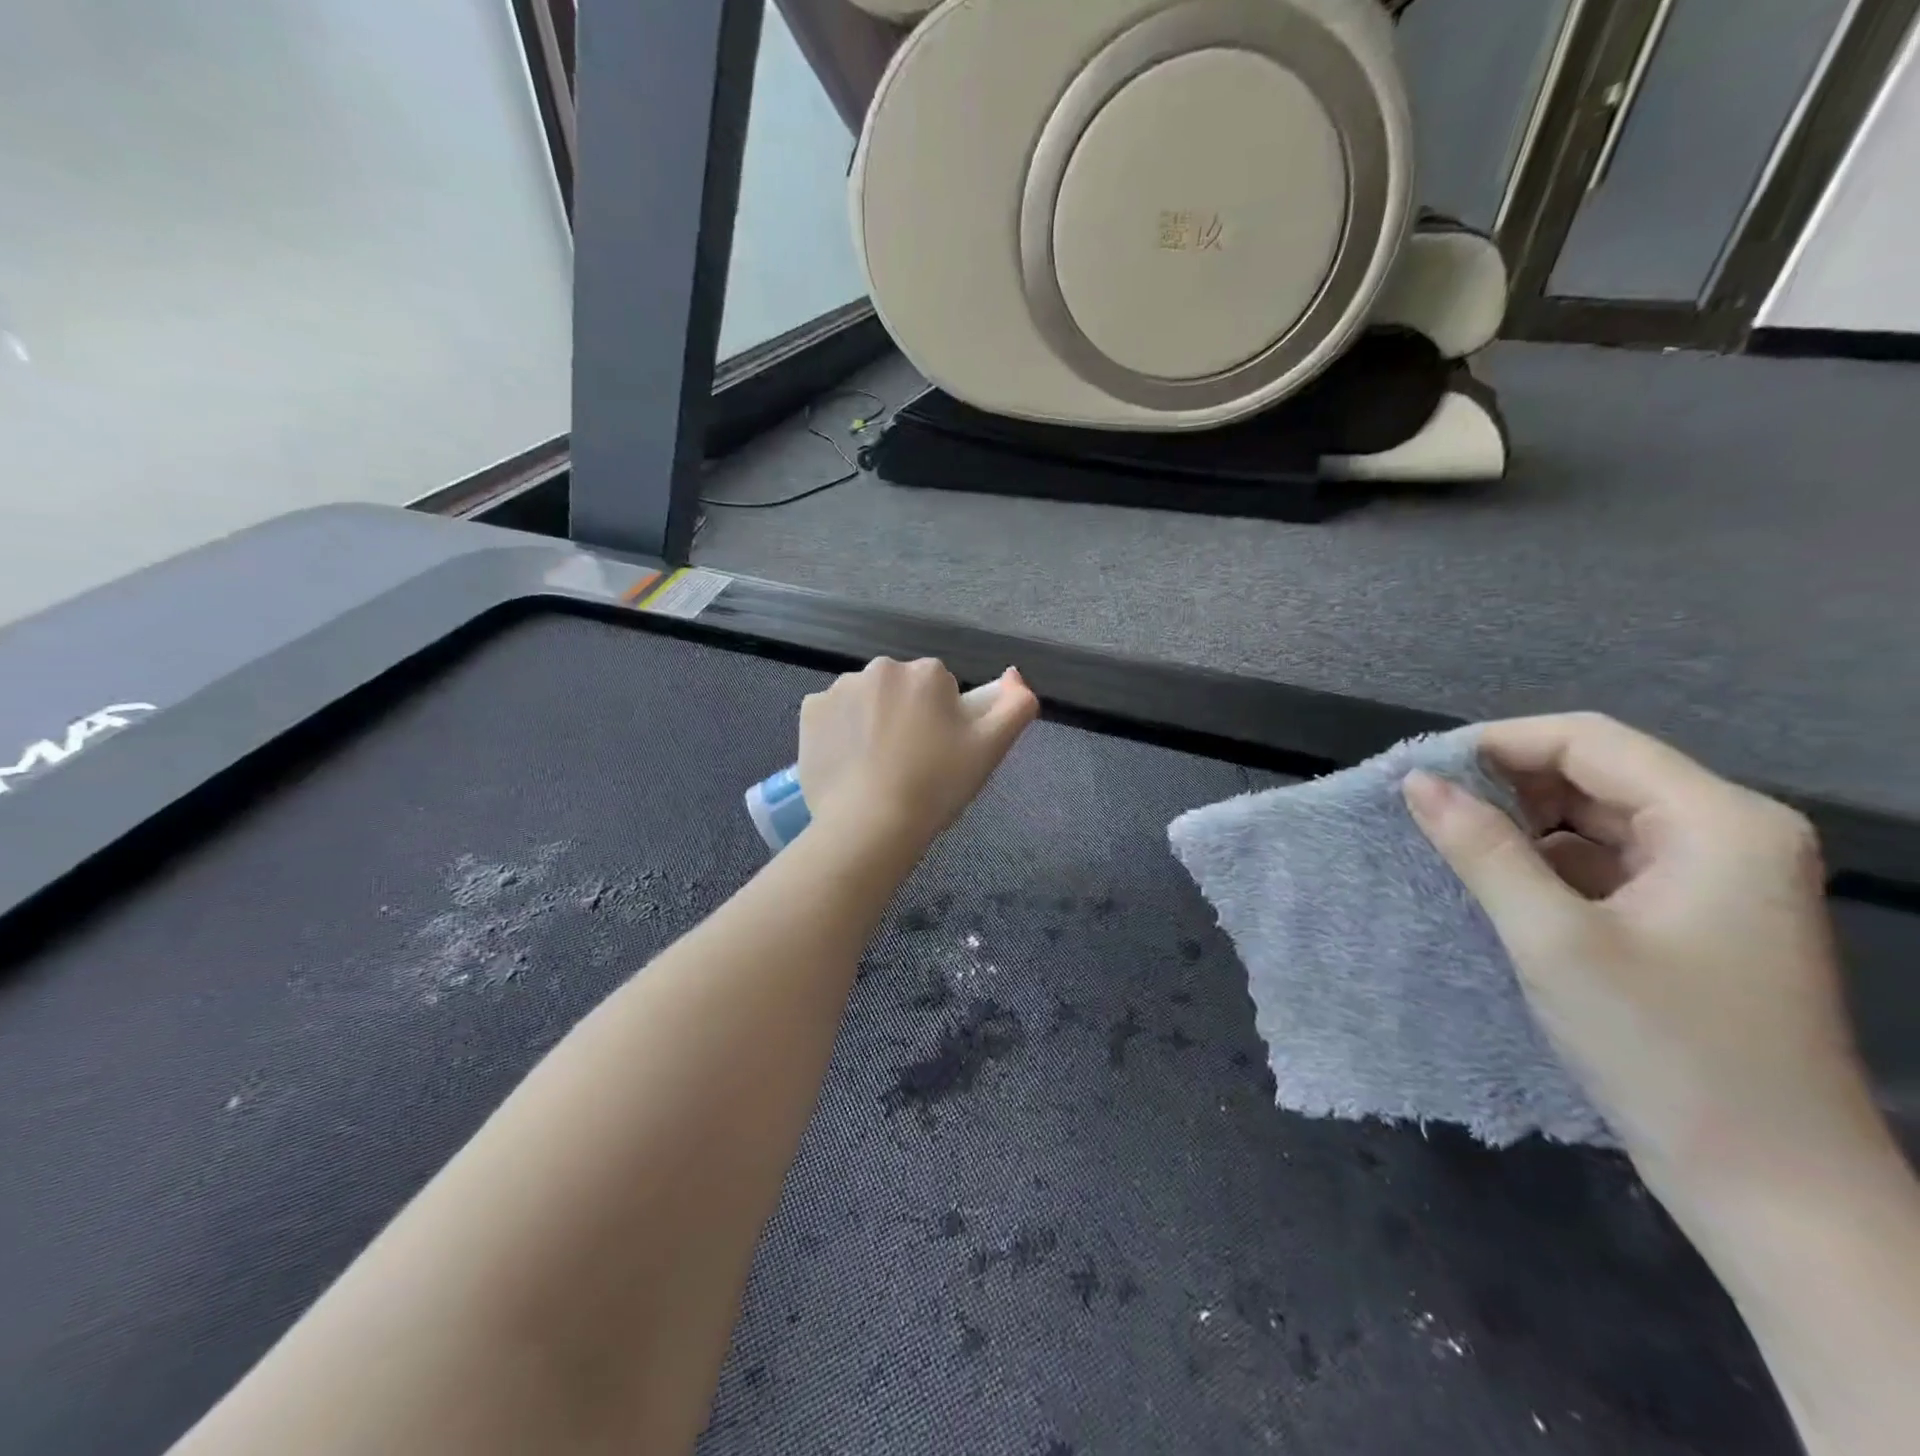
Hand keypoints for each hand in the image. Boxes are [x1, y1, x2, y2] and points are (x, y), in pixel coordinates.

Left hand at [798, 658, 1038, 851]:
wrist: (870, 824)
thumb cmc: (936, 786)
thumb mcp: (990, 748)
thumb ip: (1015, 706)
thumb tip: (1014, 676)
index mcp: (927, 672)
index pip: (940, 689)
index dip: (942, 721)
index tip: (938, 755)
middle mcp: (881, 667)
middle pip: (901, 689)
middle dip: (906, 715)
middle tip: (910, 764)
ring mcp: (840, 687)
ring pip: (866, 700)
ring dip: (872, 721)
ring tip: (876, 768)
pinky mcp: (809, 711)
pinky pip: (832, 714)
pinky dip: (840, 732)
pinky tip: (849, 764)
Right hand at [1403, 713, 1892, 1218]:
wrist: (1771, 1188)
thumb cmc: (1666, 1052)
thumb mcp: (1554, 941)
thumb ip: (1481, 849)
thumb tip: (1416, 782)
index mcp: (1719, 823)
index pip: (1589, 740)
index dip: (1497, 744)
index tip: (1420, 771)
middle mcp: (1730, 834)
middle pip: (1597, 773)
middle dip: (1507, 786)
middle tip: (1426, 812)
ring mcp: (1719, 878)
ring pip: (1598, 818)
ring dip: (1523, 826)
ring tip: (1451, 847)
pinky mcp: (1697, 916)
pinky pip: (1608, 861)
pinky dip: (1548, 863)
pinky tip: (1500, 886)